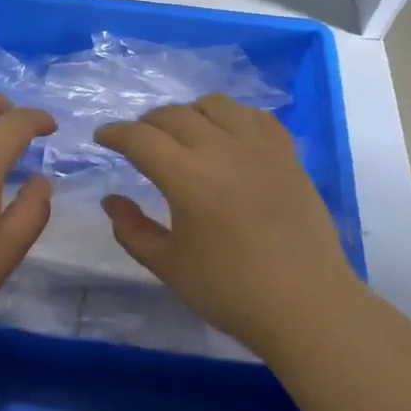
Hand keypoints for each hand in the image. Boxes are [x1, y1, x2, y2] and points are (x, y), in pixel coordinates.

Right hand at [95, 94, 361, 354]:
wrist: (308, 305)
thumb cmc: (231, 291)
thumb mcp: (169, 267)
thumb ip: (132, 230)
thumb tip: (111, 200)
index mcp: (187, 177)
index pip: (140, 138)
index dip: (115, 133)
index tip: (102, 138)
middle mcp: (222, 150)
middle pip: (174, 115)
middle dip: (147, 123)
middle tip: (137, 140)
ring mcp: (259, 149)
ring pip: (216, 105)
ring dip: (189, 112)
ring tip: (183, 134)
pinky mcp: (287, 156)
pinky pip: (256, 117)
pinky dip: (233, 117)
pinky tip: (228, 135)